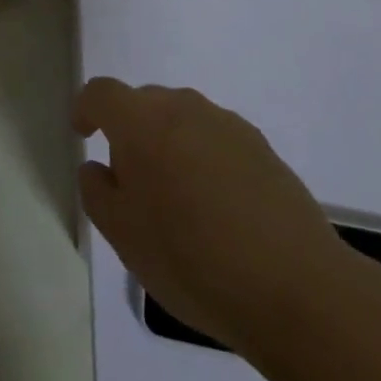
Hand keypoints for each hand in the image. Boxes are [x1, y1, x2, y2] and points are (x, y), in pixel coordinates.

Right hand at [73, 78, 346, 354]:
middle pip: (144, 103)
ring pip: (183, 120)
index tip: (84, 135)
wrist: (296, 287)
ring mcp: (227, 124)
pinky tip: (220, 210)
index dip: (86, 109)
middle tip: (134, 183)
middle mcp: (182, 106)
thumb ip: (97, 192)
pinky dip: (206, 160)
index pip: (101, 93)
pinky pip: (217, 140)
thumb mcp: (123, 236)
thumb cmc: (192, 259)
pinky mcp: (263, 147)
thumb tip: (98, 167)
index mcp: (141, 120)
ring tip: (180, 201)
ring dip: (171, 145)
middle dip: (131, 132)